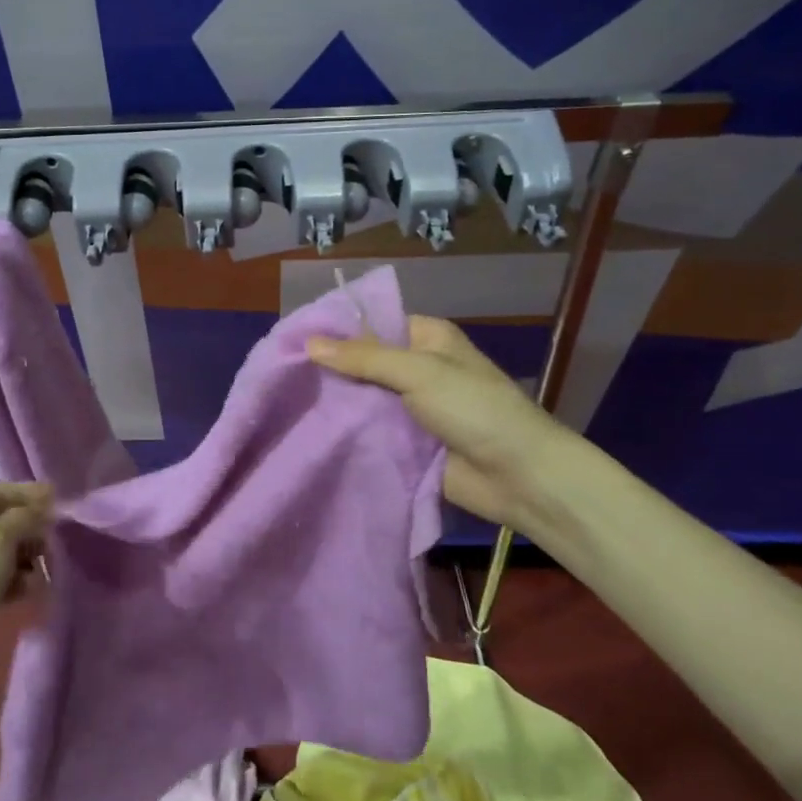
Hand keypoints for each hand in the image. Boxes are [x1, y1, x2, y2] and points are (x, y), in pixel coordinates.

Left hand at [0, 482, 52, 646]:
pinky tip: (30, 590)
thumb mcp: (0, 538)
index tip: (55, 499)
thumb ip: (24, 517)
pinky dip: (20, 581)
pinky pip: (4, 579)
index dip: (25, 491)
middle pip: (4, 521)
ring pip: (7, 552)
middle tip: (53, 538)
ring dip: (29, 556)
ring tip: (44, 567)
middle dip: (31, 527)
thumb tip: (42, 508)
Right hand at [308, 316, 581, 531]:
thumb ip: (364, 358)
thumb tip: (309, 343)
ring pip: (364, 398)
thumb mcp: (419, 372)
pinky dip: (348, 431)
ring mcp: (410, 407)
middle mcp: (416, 368)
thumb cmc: (475, 409)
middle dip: (331, 369)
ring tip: (287, 401)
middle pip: (364, 363)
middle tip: (283, 373)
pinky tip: (311, 430)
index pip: (373, 324)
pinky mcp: (405, 442)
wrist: (519, 476)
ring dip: (337, 402)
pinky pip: (370, 430)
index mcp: (426, 338)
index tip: (294, 338)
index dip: (337, 330)